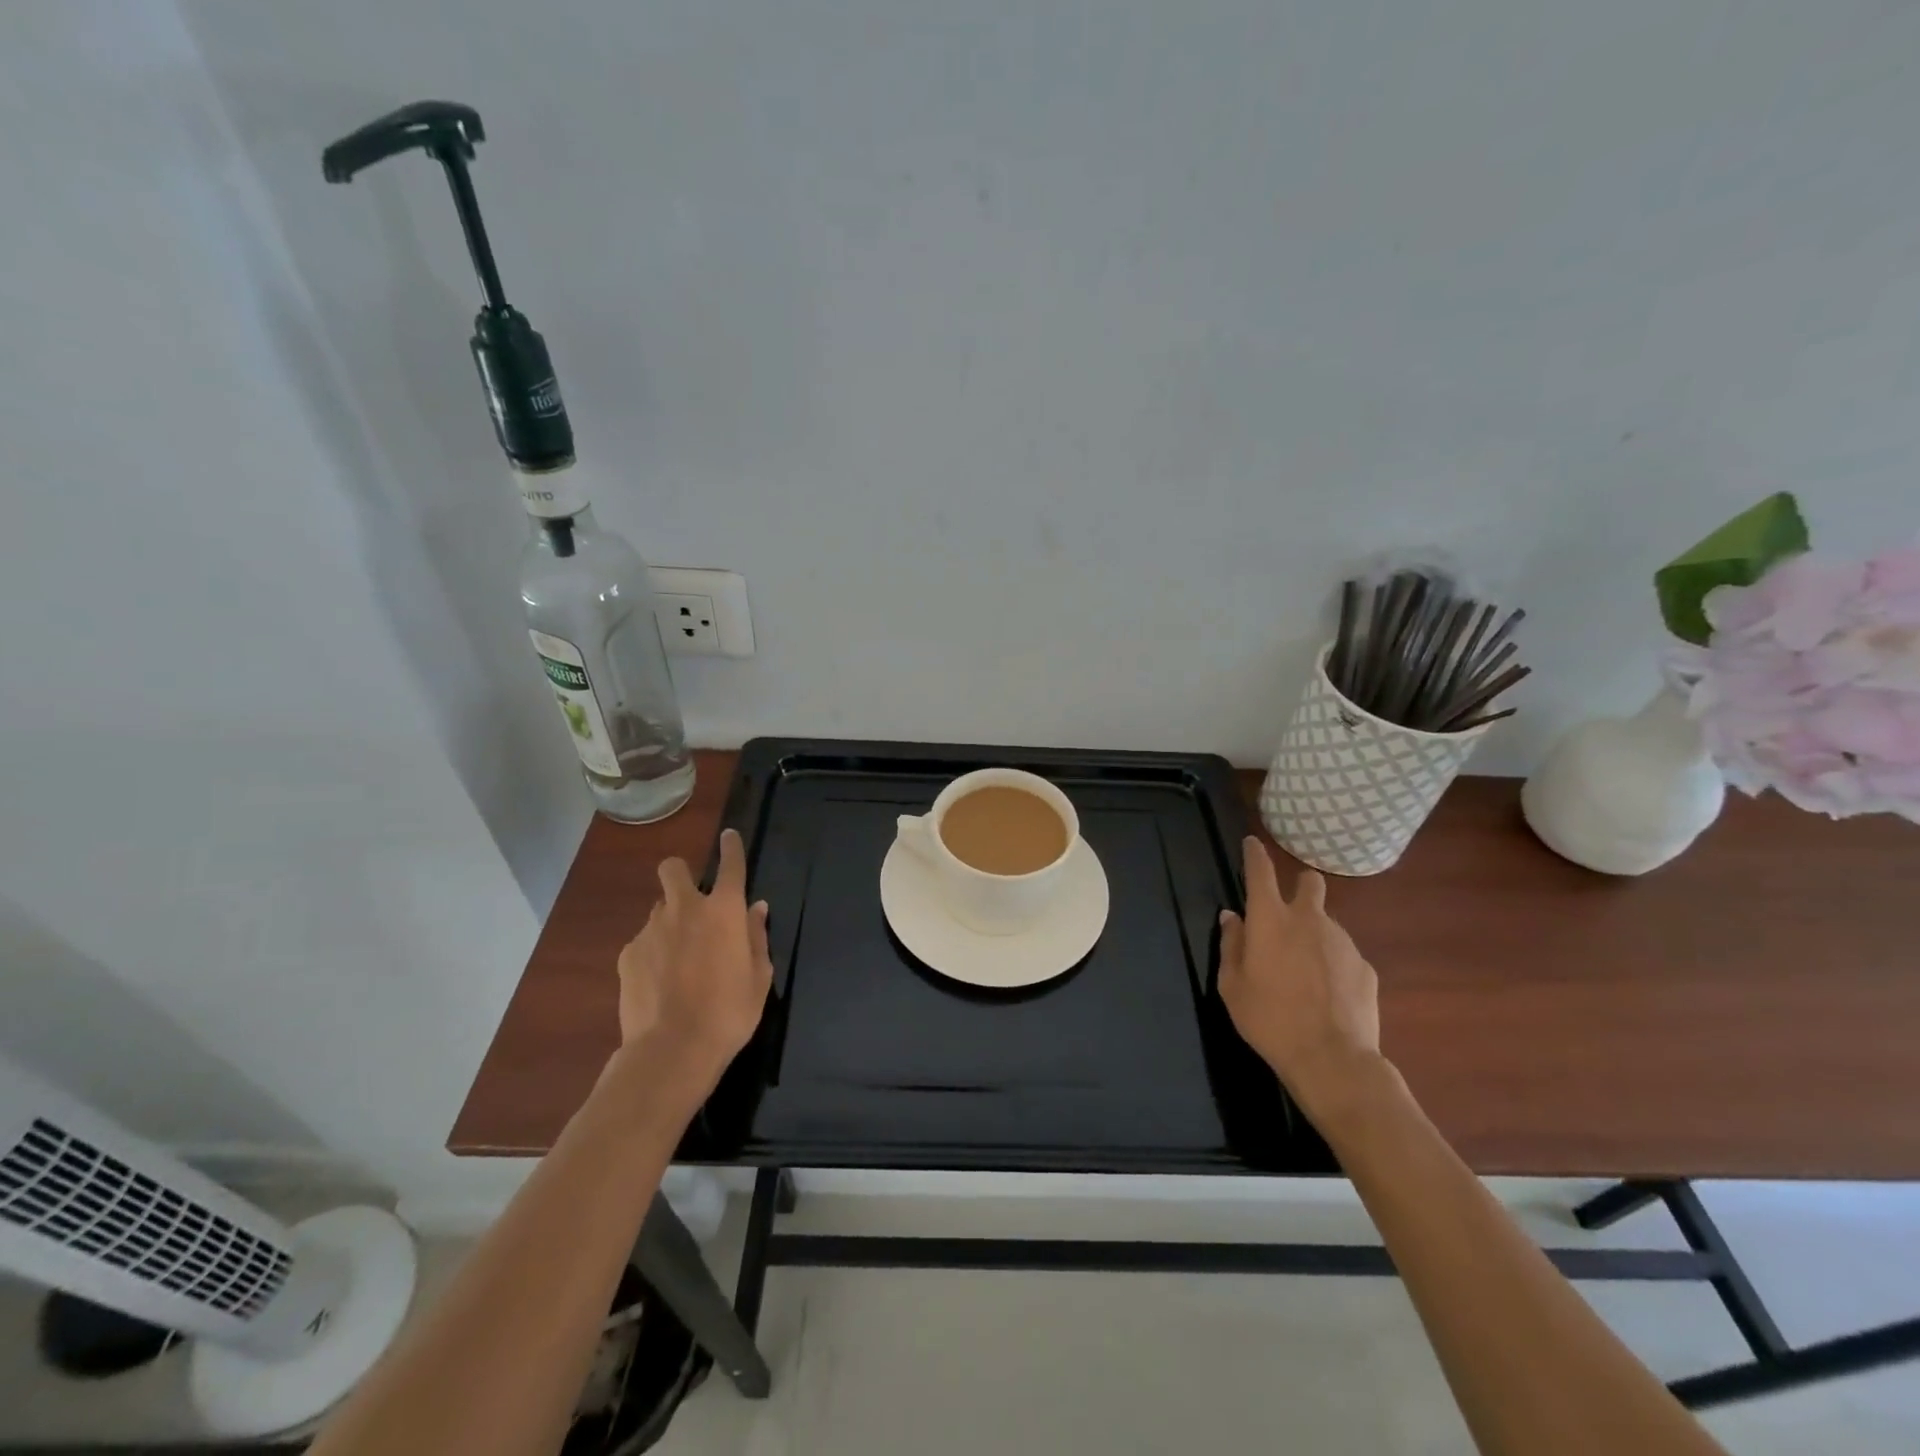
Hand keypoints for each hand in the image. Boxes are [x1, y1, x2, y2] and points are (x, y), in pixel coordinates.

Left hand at [615, 828, 772, 1098]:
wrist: (672, 1050)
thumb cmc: (729, 1012)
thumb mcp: (759, 976)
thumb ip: (756, 936)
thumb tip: (755, 908)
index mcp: (725, 911)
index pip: (731, 865)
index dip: (731, 847)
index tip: (728, 836)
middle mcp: (686, 909)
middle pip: (674, 869)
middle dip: (681, 874)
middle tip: (691, 900)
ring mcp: (652, 929)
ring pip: (659, 908)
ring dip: (670, 920)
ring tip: (678, 956)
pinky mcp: (628, 954)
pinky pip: (643, 940)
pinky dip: (653, 952)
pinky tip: (659, 982)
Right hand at [1218, 836, 1382, 1122]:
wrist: (1332, 1059)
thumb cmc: (1269, 1019)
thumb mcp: (1232, 985)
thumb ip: (1231, 945)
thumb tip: (1233, 918)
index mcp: (1270, 920)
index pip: (1261, 871)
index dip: (1255, 854)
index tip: (1252, 843)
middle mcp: (1309, 920)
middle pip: (1309, 882)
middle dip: (1300, 886)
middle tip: (1288, 912)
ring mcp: (1343, 942)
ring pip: (1327, 922)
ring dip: (1314, 934)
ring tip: (1304, 974)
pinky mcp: (1365, 967)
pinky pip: (1344, 955)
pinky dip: (1333, 965)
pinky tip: (1327, 995)